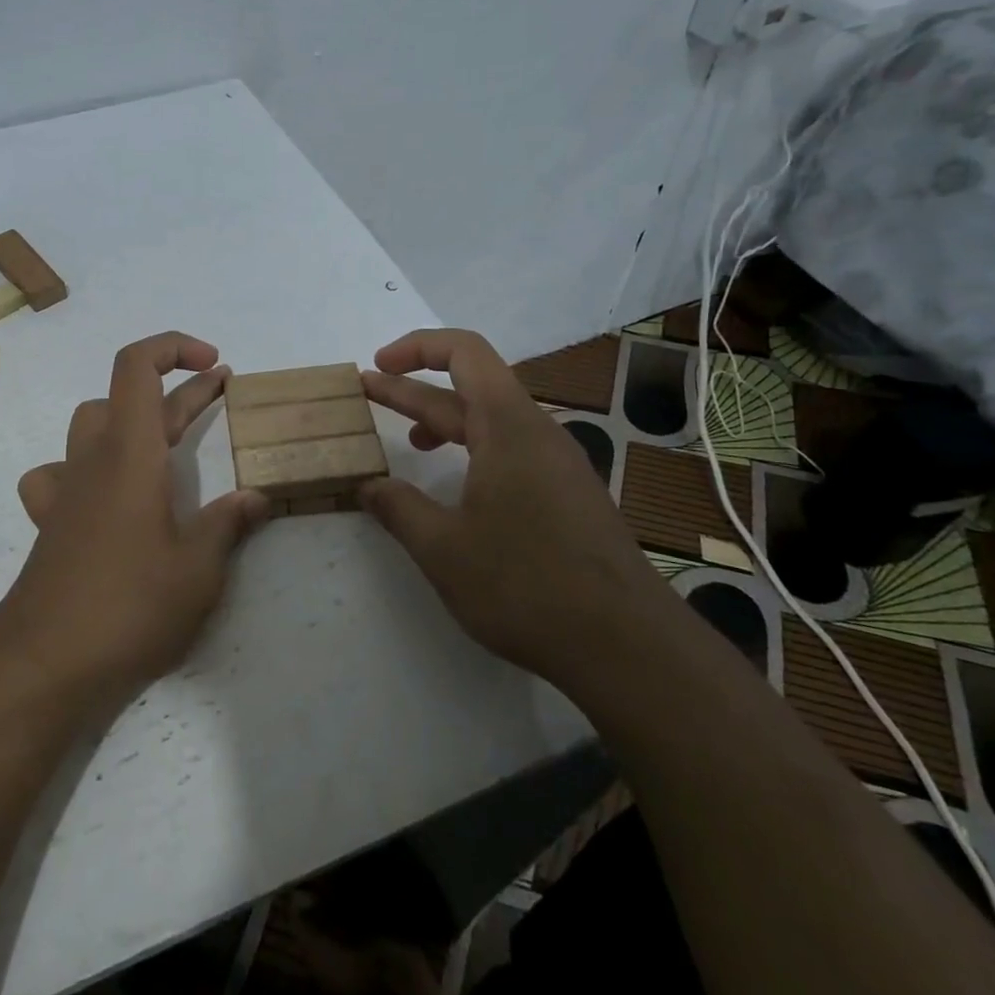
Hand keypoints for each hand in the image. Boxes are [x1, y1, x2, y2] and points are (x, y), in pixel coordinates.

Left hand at [0, 332, 270, 706]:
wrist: (43, 664)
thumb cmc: (128, 607)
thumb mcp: (198, 570)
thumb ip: (228, 525)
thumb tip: (256, 496)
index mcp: (130, 453)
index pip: (137, 366)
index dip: (175, 348)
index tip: (217, 367)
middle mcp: (92, 459)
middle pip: (126, 395)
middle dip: (178, 389)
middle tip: (222, 396)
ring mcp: (65, 489)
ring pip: (91, 425)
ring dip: (130, 419)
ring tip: (164, 443)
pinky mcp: (50, 521)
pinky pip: (59, 473)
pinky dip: (84, 468)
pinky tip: (102, 495)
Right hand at [360, 328, 673, 688]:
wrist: (628, 647)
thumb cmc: (526, 585)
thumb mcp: (443, 549)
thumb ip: (398, 509)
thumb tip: (367, 486)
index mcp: (509, 426)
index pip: (464, 352)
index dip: (416, 347)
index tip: (378, 366)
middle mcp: (537, 433)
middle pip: (470, 388)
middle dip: (414, 390)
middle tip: (367, 394)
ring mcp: (558, 465)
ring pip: (491, 424)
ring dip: (444, 423)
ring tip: (406, 441)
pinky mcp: (568, 496)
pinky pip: (511, 452)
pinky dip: (473, 452)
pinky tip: (457, 487)